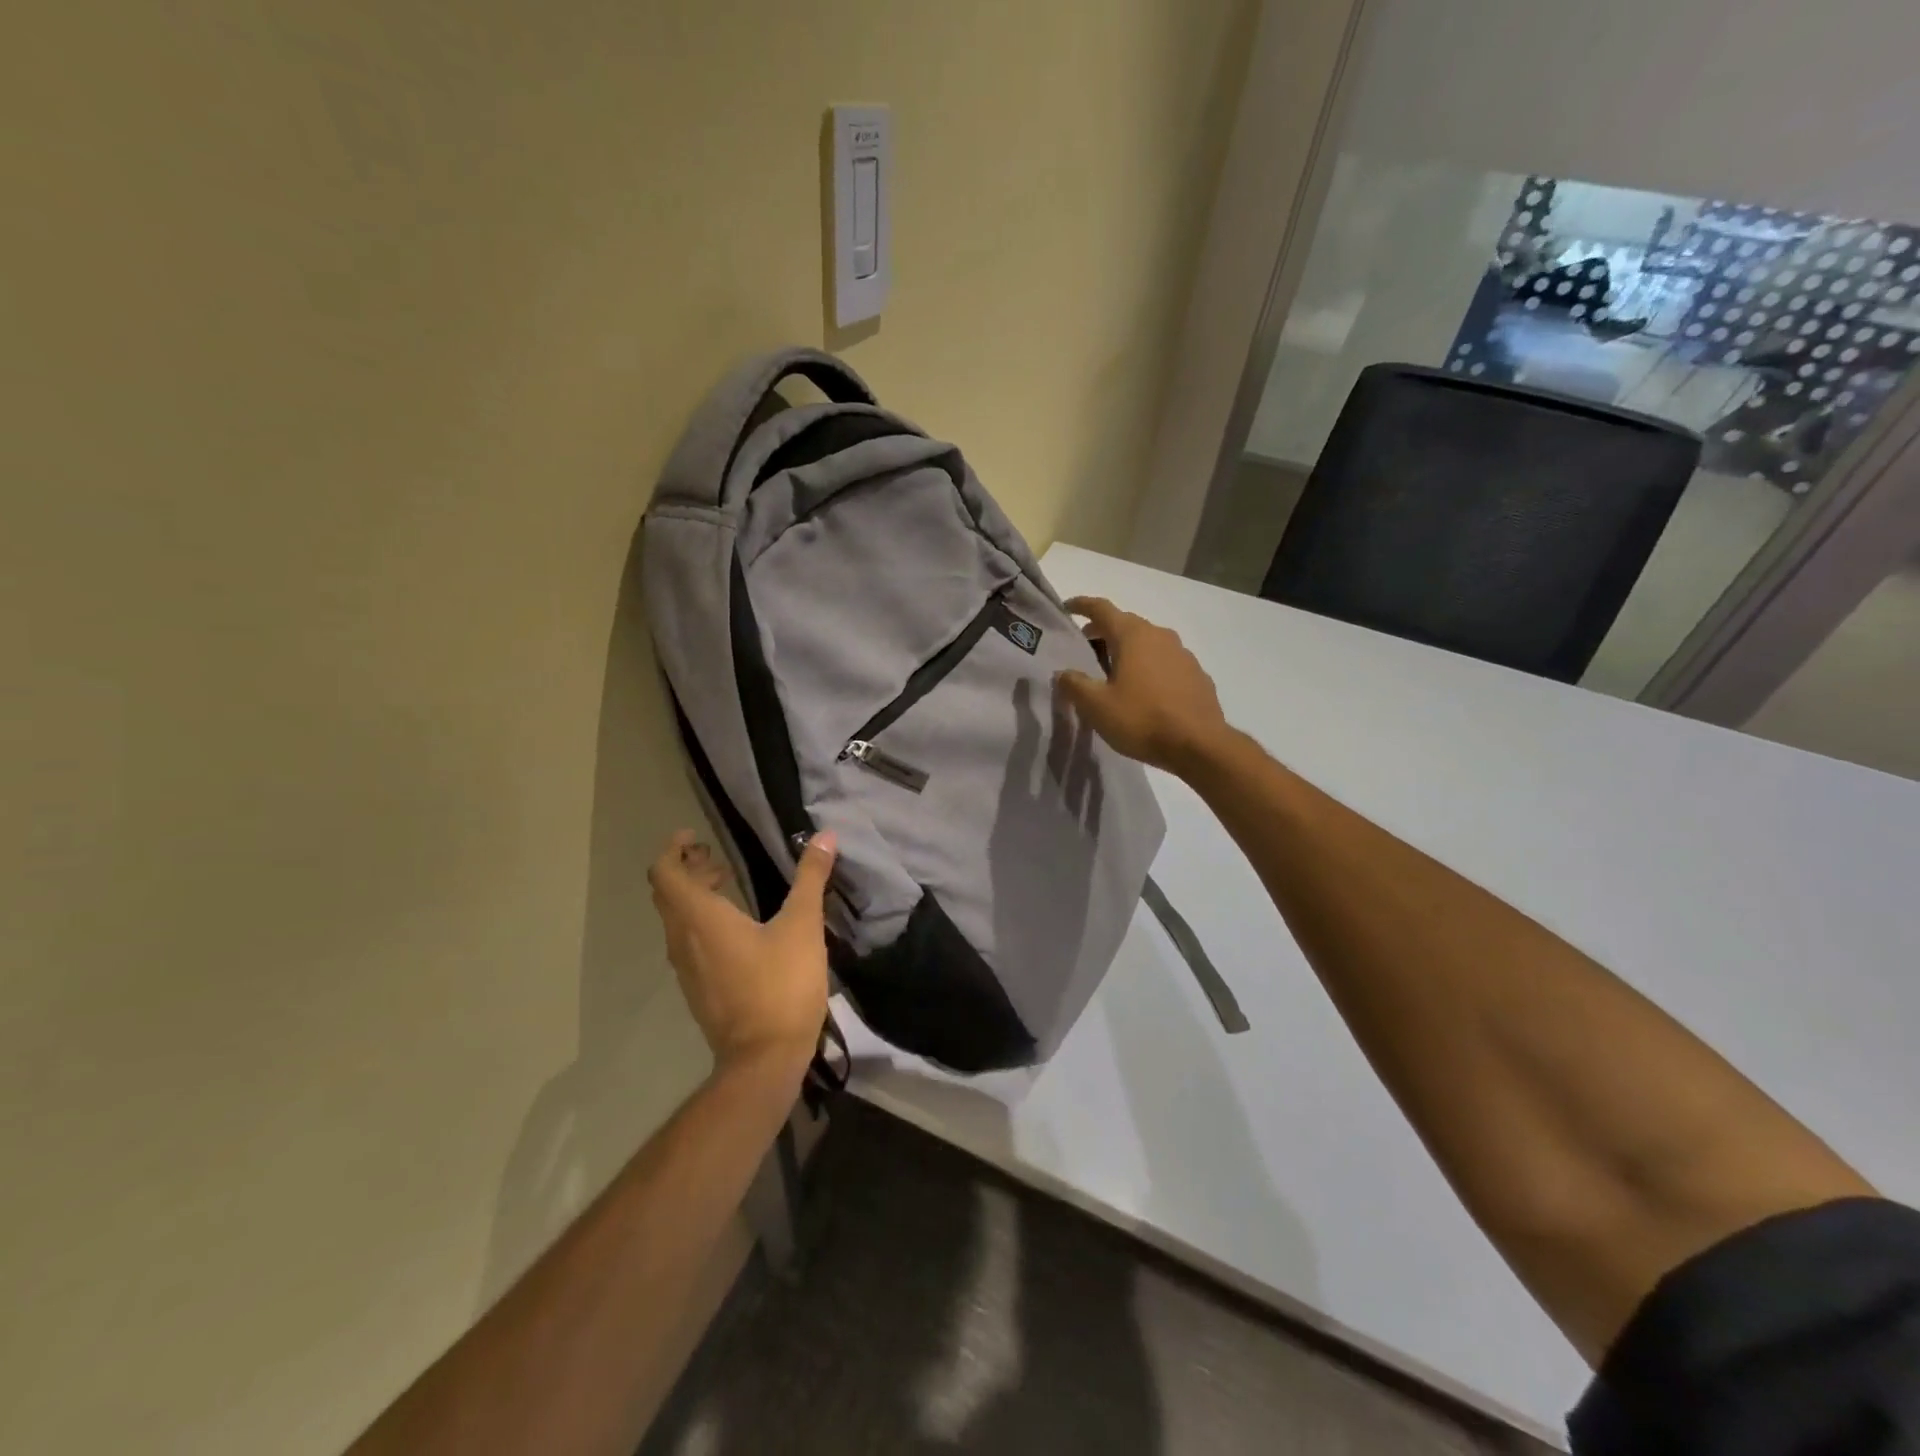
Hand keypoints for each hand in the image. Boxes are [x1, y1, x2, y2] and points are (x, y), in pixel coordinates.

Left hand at [648, 829, 838, 1078]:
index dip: (673, 849)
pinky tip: (736, 928)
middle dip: (687, 869)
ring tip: (727, 884)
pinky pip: (688, 943)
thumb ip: (810, 878)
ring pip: (677, 920)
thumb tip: (824, 836)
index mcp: (700, 919)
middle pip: (668, 895)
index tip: (694, 836)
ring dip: (694, 896)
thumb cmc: (781, 986)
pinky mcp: (698, 989)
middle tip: (715, 856)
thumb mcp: (802, 926)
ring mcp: (687, 969)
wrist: (764, 1060)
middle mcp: (683, 940)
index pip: (665, 874)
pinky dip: (701, 922)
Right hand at [1056, 596, 1229, 775]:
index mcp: (1132, 635)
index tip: (1067, 608)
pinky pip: (1165, 662)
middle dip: (1102, 632)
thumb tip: (1064, 673)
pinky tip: (1144, 692)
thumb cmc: (1142, 719)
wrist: (1199, 746)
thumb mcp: (1096, 706)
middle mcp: (1160, 635)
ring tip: (1113, 674)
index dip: (1081, 605)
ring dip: (1127, 651)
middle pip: (1125, 624)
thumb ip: (1074, 684)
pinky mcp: (1197, 675)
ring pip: (1147, 643)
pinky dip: (1149, 668)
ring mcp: (1183, 654)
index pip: (1102, 609)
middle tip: (1085, 649)